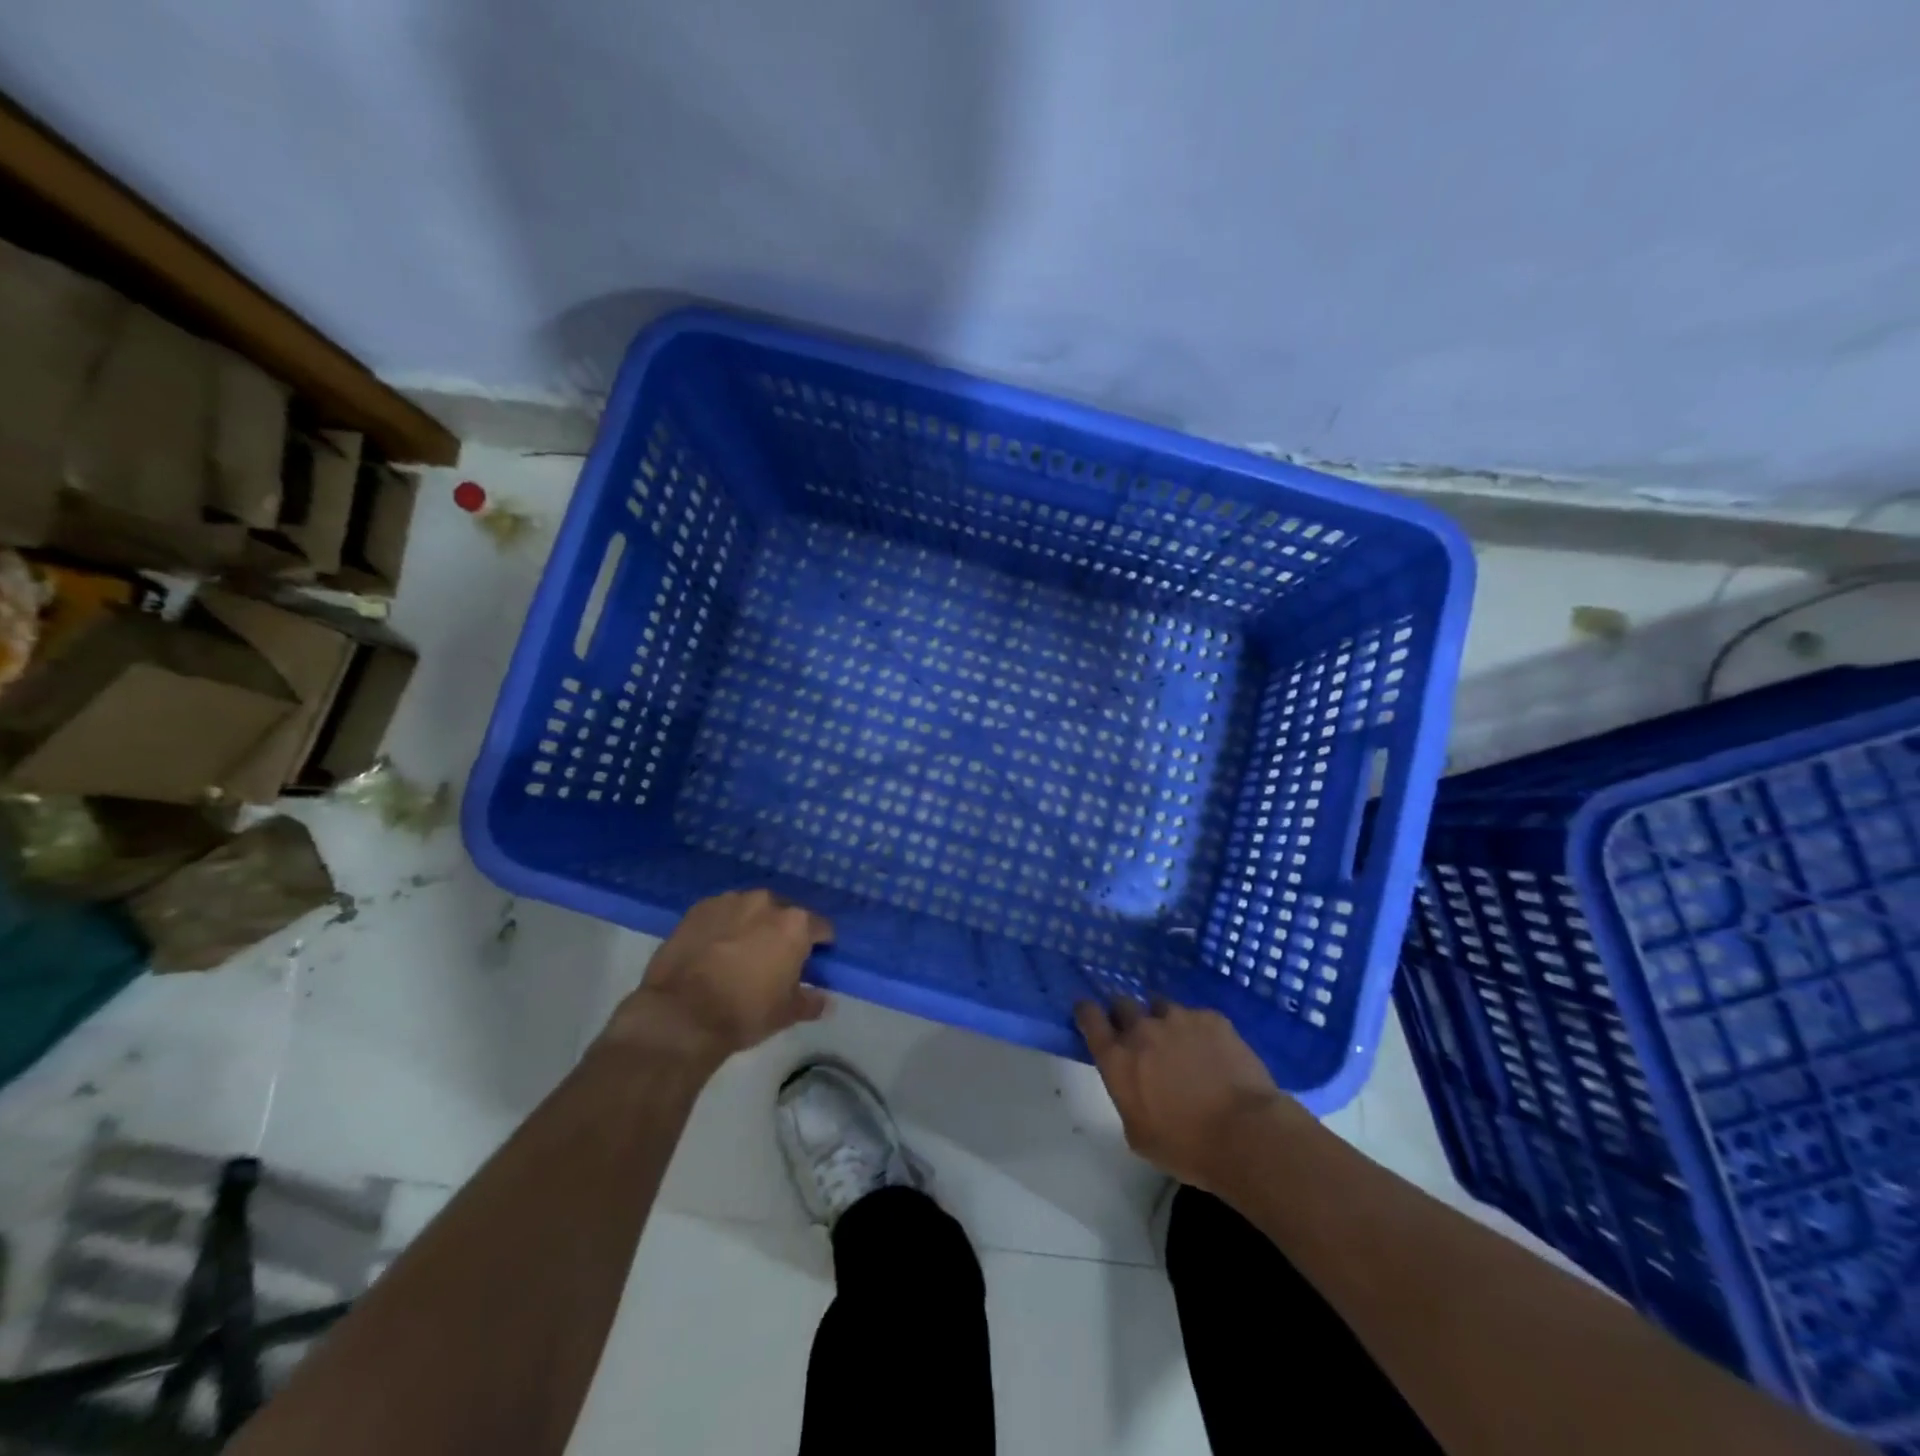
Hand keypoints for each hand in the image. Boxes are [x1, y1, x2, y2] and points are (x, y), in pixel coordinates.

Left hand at [603, 891, 833, 1068]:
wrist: (679, 1014)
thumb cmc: (744, 1012)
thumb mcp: (787, 1014)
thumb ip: (812, 1001)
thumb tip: (826, 1001)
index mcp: (795, 924)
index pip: (821, 928)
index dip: (820, 946)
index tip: (811, 964)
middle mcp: (766, 902)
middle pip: (784, 915)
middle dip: (782, 933)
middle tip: (772, 961)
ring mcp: (730, 901)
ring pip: (751, 911)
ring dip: (751, 926)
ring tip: (739, 954)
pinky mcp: (698, 908)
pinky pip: (721, 914)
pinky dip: (722, 927)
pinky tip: (712, 951)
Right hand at [1075, 996, 1305, 1192]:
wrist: (1245, 1134)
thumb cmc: (1186, 1147)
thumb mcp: (1138, 1134)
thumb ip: (1127, 1097)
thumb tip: (1133, 1085)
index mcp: (1117, 1059)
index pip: (1089, 1017)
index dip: (1087, 1012)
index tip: (1089, 1014)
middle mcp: (1142, 1029)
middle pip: (1122, 1003)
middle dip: (1126, 1015)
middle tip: (1139, 1035)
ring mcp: (1178, 1018)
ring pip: (1161, 1006)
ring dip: (1163, 1021)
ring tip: (1180, 1043)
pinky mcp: (1211, 1018)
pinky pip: (1196, 1016)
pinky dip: (1199, 1030)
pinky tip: (1213, 1052)